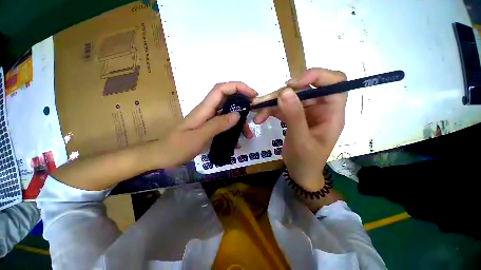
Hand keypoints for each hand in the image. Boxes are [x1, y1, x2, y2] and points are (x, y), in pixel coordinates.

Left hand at [159, 82, 256, 167]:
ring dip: (240, 121)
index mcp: (204, 109)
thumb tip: (237, 115)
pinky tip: (237, 141)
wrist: (163, 156)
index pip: (221, 89)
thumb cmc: (177, 147)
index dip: (238, 87)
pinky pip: (225, 124)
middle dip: (243, 102)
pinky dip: (233, 129)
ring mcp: (209, 119)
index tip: (252, 95)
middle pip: (227, 98)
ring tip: (248, 134)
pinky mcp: (209, 127)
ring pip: (228, 113)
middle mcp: (207, 110)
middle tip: (254, 113)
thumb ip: (218, 125)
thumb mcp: (199, 136)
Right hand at [253, 68, 346, 190]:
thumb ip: (294, 116)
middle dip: (283, 93)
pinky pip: (282, 107)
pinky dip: (270, 110)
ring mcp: (306, 112)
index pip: (335, 82)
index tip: (293, 84)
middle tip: (264, 101)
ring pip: (289, 98)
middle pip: (304, 89)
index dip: (317, 76)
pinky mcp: (294, 117)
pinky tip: (259, 118)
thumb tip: (285, 92)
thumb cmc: (306, 161)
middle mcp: (321, 108)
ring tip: (257, 111)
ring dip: (272, 103)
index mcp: (332, 113)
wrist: (300, 173)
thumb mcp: (300, 140)